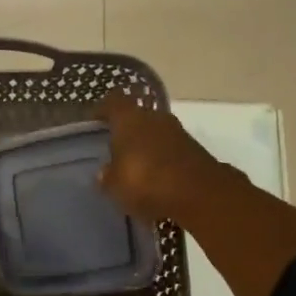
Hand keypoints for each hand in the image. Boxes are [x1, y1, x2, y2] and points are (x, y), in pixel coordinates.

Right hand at [95, 90, 236, 225]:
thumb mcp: (115, 186)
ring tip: (134, 167)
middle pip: (136, 117)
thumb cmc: (147, 182)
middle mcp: (154, 118)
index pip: (113, 101)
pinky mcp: (195, 150)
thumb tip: (104, 172)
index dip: (102, 110)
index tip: (94, 122)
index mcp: (130, 119)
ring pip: (155, 133)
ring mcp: (178, 132)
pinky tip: (155, 178)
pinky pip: (170, 150)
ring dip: (146, 146)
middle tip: (113, 149)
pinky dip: (162, 160)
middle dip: (126, 131)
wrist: (201, 194)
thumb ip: (107, 177)